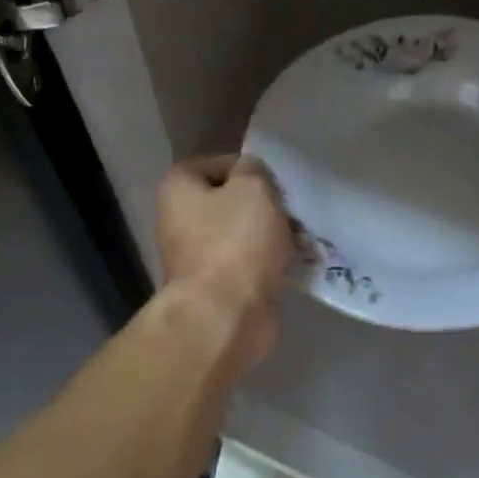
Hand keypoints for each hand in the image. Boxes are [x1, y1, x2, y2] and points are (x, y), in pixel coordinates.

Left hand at [156, 154, 293, 370]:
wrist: (226, 315)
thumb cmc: (235, 242)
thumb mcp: (253, 188)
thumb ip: (254, 170)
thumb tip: (251, 175)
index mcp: (178, 190)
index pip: (211, 163)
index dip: (244, 166)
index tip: (273, 179)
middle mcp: (179, 221)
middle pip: (227, 201)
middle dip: (262, 204)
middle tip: (290, 208)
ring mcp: (197, 258)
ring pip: (241, 234)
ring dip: (269, 235)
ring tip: (300, 236)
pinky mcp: (218, 288)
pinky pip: (249, 265)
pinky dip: (269, 263)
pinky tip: (294, 263)